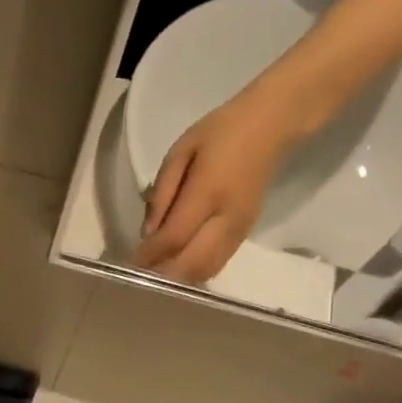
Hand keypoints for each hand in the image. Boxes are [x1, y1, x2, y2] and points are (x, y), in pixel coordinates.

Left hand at [135, 82, 295, 283]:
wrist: (270, 126)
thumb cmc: (219, 132)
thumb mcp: (179, 151)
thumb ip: (162, 192)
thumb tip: (148, 233)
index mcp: (208, 191)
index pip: (175, 236)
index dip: (151, 254)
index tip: (131, 263)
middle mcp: (227, 216)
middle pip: (193, 262)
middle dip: (164, 273)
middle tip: (142, 273)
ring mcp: (241, 227)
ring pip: (208, 268)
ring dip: (180, 276)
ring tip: (158, 271)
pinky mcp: (248, 231)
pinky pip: (219, 261)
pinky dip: (197, 270)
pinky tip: (180, 263)